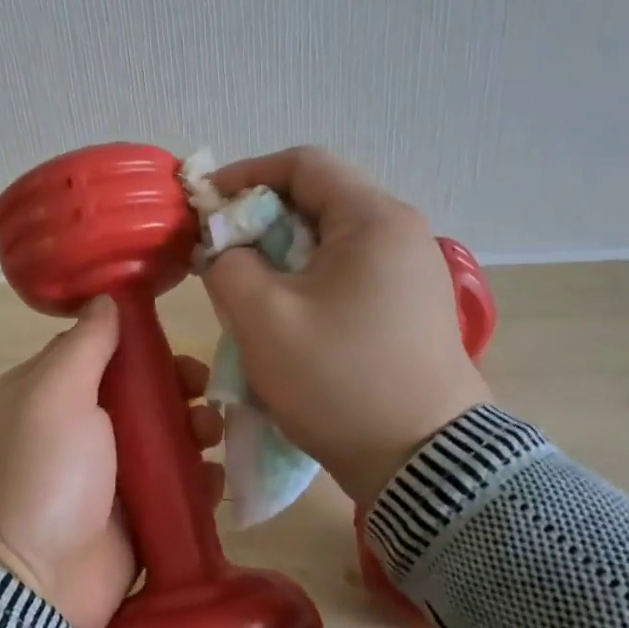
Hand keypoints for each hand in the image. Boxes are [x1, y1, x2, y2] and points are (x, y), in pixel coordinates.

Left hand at [0, 296, 224, 627]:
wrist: (32, 585)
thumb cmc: (42, 474)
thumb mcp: (54, 393)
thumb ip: (85, 344)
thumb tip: (106, 298)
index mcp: (48, 395)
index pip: (100, 354)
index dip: (140, 347)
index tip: (174, 348)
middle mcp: (76, 432)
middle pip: (139, 396)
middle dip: (177, 390)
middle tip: (203, 395)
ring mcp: (106, 479)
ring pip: (163, 441)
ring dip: (194, 432)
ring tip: (212, 438)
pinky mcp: (134, 520)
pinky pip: (175, 489)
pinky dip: (197, 481)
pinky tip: (212, 481)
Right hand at [199, 147, 490, 508]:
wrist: (423, 462)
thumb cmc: (339, 379)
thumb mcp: (262, 318)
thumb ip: (227, 264)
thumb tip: (224, 248)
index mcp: (373, 220)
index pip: (302, 164)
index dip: (245, 174)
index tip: (205, 205)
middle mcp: (401, 234)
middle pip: (318, 200)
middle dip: (260, 219)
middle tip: (221, 254)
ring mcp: (412, 272)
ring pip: (330, 240)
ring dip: (280, 254)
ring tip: (247, 289)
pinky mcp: (410, 307)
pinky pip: (348, 273)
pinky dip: (307, 280)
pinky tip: (286, 317)